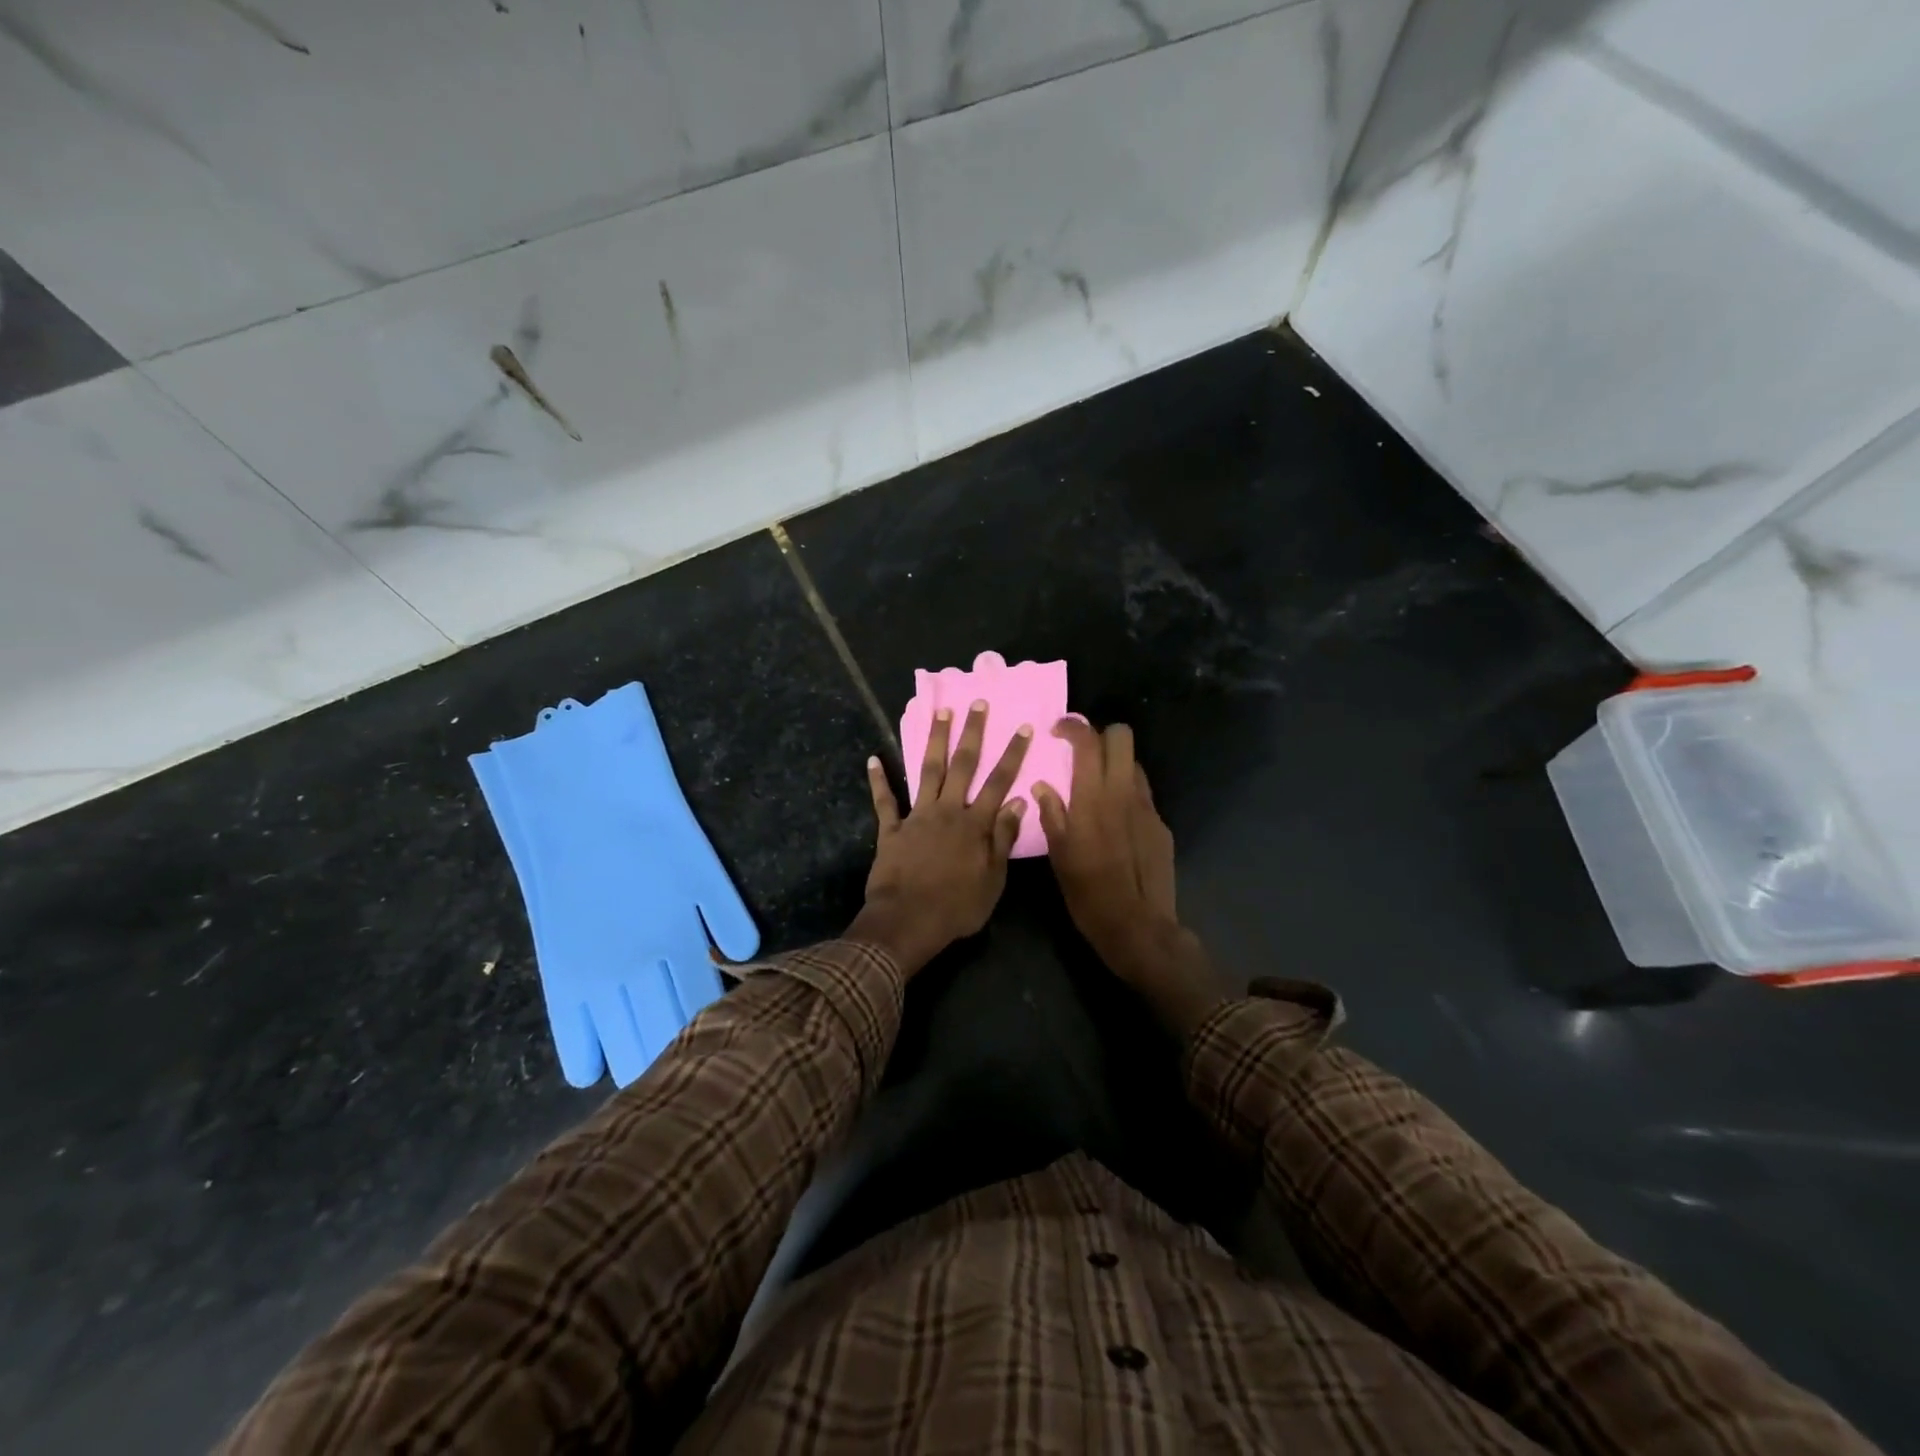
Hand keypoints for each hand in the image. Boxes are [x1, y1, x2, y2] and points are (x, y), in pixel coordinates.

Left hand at [849, 700, 1032, 974]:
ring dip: (934, 741)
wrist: (907, 922)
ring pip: (928, 770)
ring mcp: (917, 817)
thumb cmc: (957, 907)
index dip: (1012, 754)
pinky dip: (878, 780)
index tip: (1022, 727)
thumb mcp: (993, 879)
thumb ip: (1004, 838)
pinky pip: (884, 801)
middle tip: (976, 703)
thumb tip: (1019, 802)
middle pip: (963, 765)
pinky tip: (873, 759)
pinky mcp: (891, 829)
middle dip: (972, 732)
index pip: (1000, 782)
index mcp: (975, 824)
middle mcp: (948, 811)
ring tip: (940, 713)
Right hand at [1032, 720, 1174, 968]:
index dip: (1073, 726)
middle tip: (1082, 753)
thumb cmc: (1088, 893)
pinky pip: (1143, 794)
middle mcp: (1124, 793)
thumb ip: (1052, 814)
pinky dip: (1127, 793)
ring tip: (1098, 786)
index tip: (1058, 731)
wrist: (1138, 926)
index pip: (1088, 740)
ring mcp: (1148, 807)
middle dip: (1101, 735)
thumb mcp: (1059, 855)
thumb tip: (1042, 787)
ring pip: (1135, 764)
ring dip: (1116, 764)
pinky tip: (1117, 821)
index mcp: (1093, 797)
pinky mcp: (1161, 825)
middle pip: (1122, 736)